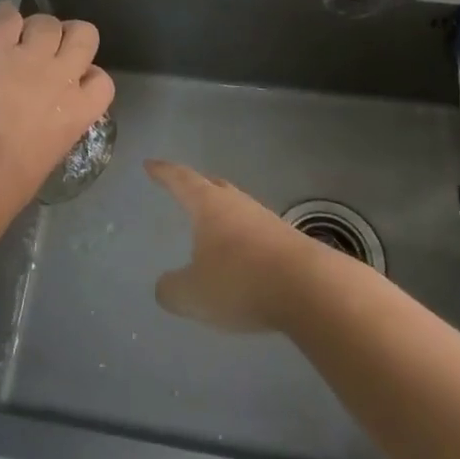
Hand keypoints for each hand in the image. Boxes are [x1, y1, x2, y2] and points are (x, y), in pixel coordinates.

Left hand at [0, 2, 113, 188]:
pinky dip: (5, 17)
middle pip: (85, 34)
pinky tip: (0, 25)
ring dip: (36, 29)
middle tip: (50, 49)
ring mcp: (29, 56)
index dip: (87, 76)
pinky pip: (8, 16)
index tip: (72, 83)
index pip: (102, 79)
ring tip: (19, 40)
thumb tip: (44, 119)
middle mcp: (61, 75)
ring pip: (47, 22)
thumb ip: (56, 126)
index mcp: (79, 110)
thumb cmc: (10, 182)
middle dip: (70, 37)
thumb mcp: (50, 154)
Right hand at [145, 160, 326, 332]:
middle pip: (213, 186)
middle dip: (195, 186)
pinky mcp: (286, 240)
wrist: (309, 288)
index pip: (180, 180)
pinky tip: (242, 254)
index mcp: (208, 206)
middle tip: (182, 185)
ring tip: (212, 222)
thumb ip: (172, 290)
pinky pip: (255, 230)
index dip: (163, 172)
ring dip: (222, 212)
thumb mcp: (193, 294)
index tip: (150, 164)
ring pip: (237, 207)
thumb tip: (164, 286)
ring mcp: (265, 219)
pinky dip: (242, 237)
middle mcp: (236, 204)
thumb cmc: (240, 282)